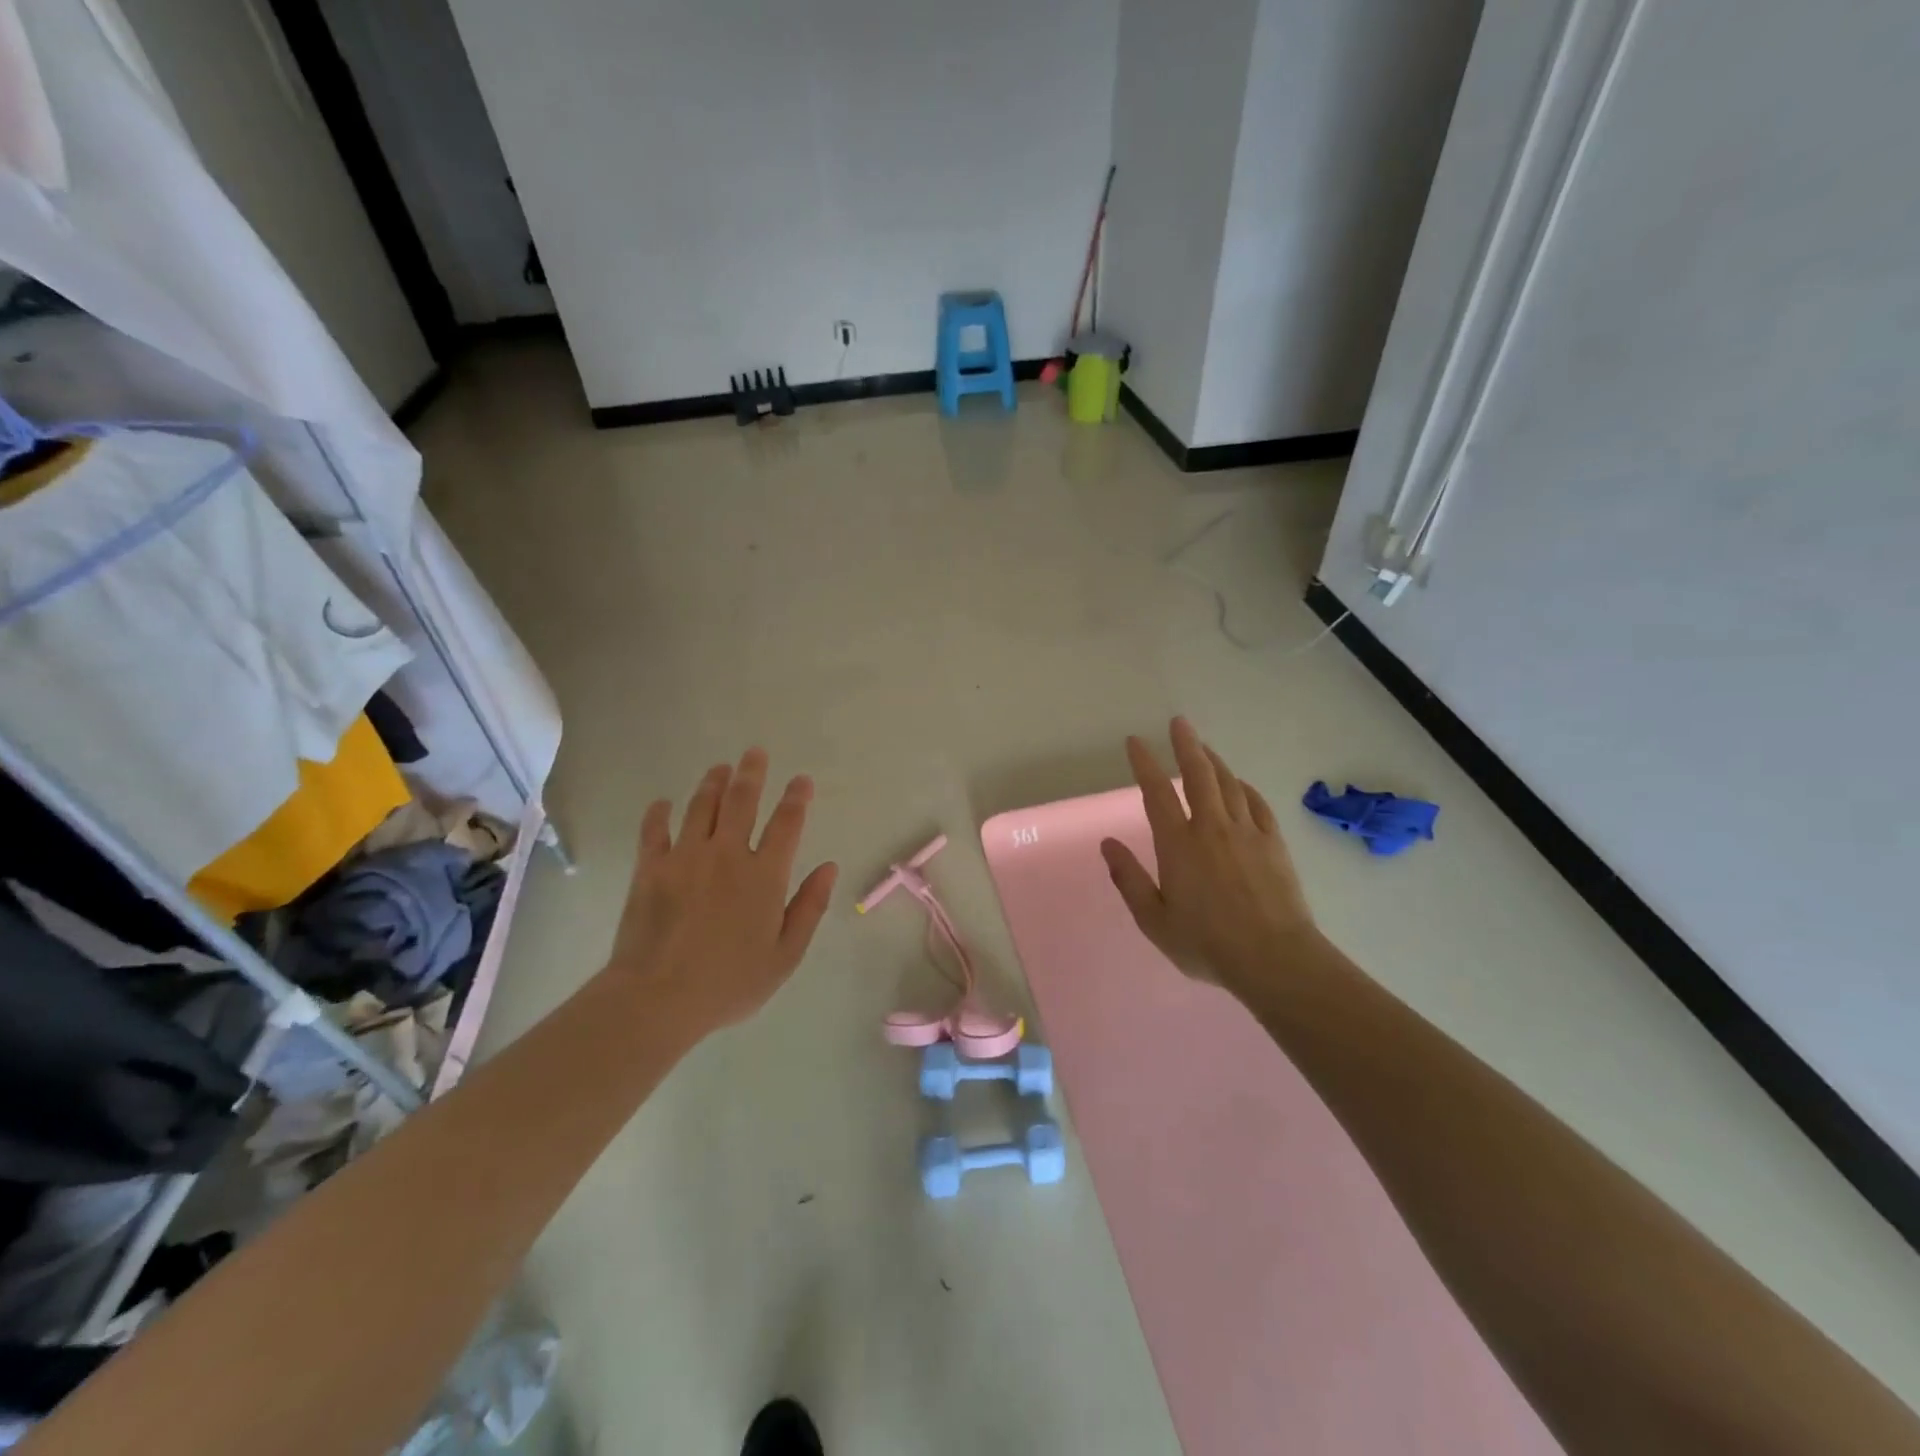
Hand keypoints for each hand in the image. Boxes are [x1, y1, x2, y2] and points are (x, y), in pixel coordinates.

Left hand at [604, 749, 838, 1033]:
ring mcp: (685, 857)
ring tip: (719, 768)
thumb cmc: (730, 982)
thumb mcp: (785, 955)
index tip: (801, 780)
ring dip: (712, 783)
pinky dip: (659, 813)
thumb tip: (828, 867)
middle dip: (751, 773)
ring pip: (700, 806)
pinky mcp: (651, 868)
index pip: (786, 823)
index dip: (796, 798)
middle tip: (755, 752)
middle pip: (741, 801)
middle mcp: (727, 854)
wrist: (658, 997)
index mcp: (764, 875)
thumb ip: (809, 907)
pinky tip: (663, 803)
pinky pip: (655, 830)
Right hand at [1101, 717, 1318, 997]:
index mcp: (1178, 845)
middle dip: (1186, 745)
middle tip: (1179, 722)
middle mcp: (1211, 828)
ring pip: (1228, 784)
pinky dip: (1244, 787)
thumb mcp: (1154, 920)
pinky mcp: (1273, 843)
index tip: (1135, 742)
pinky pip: (1256, 803)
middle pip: (1198, 775)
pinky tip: (1239, 784)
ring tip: (1203, 746)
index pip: (1157, 793)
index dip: (1145, 764)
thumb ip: (1129, 879)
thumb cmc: (1207, 944)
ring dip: (1214, 760)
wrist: (1274, 959)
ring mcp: (1247, 832)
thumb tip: (1108, 844)